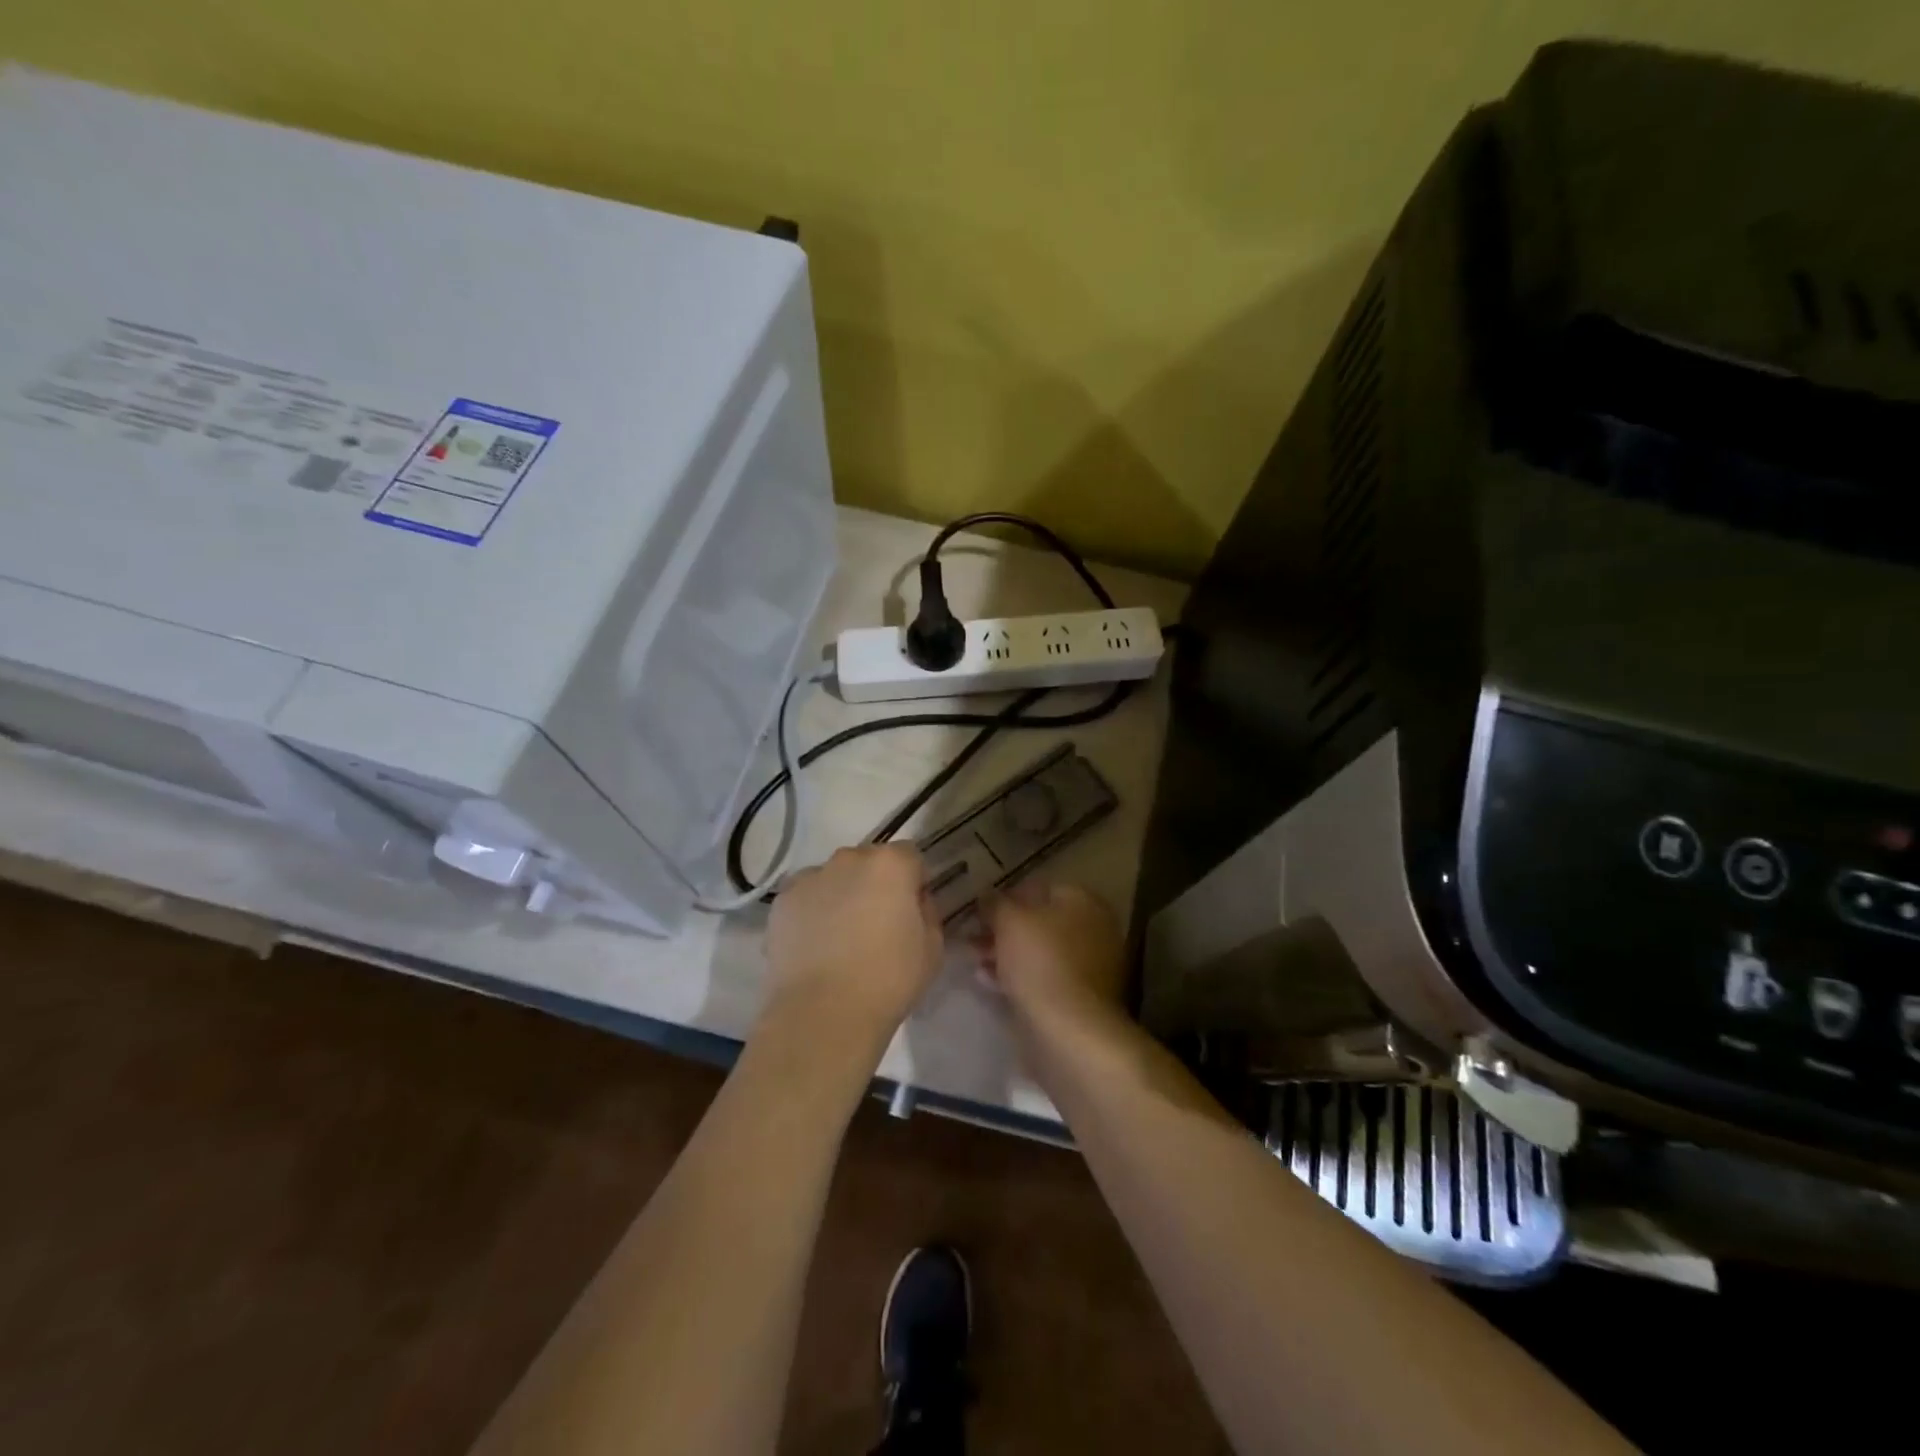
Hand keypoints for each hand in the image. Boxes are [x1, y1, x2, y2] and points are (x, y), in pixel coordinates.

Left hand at [764, 844, 942, 1043]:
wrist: (822, 1014)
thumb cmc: (888, 980)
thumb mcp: (932, 949)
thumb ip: (926, 912)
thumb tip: (912, 902)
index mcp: (891, 865)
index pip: (910, 856)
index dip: (913, 882)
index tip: (912, 911)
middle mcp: (849, 859)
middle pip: (869, 862)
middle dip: (876, 884)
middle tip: (876, 925)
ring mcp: (811, 877)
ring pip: (834, 877)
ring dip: (842, 895)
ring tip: (840, 939)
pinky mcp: (782, 901)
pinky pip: (806, 897)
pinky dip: (812, 911)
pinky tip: (815, 946)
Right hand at [975, 881, 1126, 1024]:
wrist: (1069, 1031)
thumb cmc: (1041, 962)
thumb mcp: (1010, 921)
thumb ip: (996, 904)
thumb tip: (988, 896)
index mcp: (1084, 902)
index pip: (1041, 888)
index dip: (1007, 896)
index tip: (980, 910)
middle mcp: (1093, 929)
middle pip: (1041, 922)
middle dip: (1004, 929)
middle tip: (973, 938)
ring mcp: (1089, 967)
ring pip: (1040, 952)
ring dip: (1007, 954)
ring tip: (975, 961)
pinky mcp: (1079, 999)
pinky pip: (1043, 979)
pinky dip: (1018, 978)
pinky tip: (989, 982)